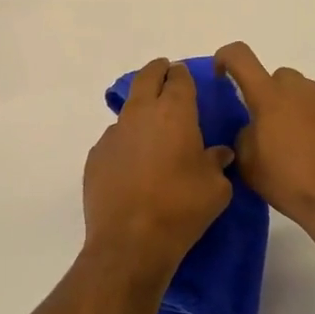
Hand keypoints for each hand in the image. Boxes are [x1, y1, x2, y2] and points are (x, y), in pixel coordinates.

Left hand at [83, 59, 234, 289]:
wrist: (130, 241)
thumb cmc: (181, 208)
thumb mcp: (216, 188)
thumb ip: (217, 163)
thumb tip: (218, 154)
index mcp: (174, 113)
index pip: (178, 79)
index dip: (182, 75)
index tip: (184, 76)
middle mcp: (140, 114)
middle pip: (146, 79)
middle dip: (157, 72)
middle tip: (164, 74)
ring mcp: (113, 134)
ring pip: (128, 110)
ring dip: (141, 112)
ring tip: (152, 131)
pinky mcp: (96, 156)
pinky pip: (115, 140)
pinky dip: (126, 142)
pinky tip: (133, 164)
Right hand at [213, 43, 314, 273]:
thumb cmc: (295, 186)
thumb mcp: (251, 168)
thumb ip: (244, 138)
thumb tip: (253, 129)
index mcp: (271, 97)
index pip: (240, 57)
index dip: (226, 58)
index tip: (222, 75)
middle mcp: (304, 91)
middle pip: (281, 79)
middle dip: (271, 97)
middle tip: (270, 130)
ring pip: (310, 98)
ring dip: (301, 115)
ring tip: (304, 152)